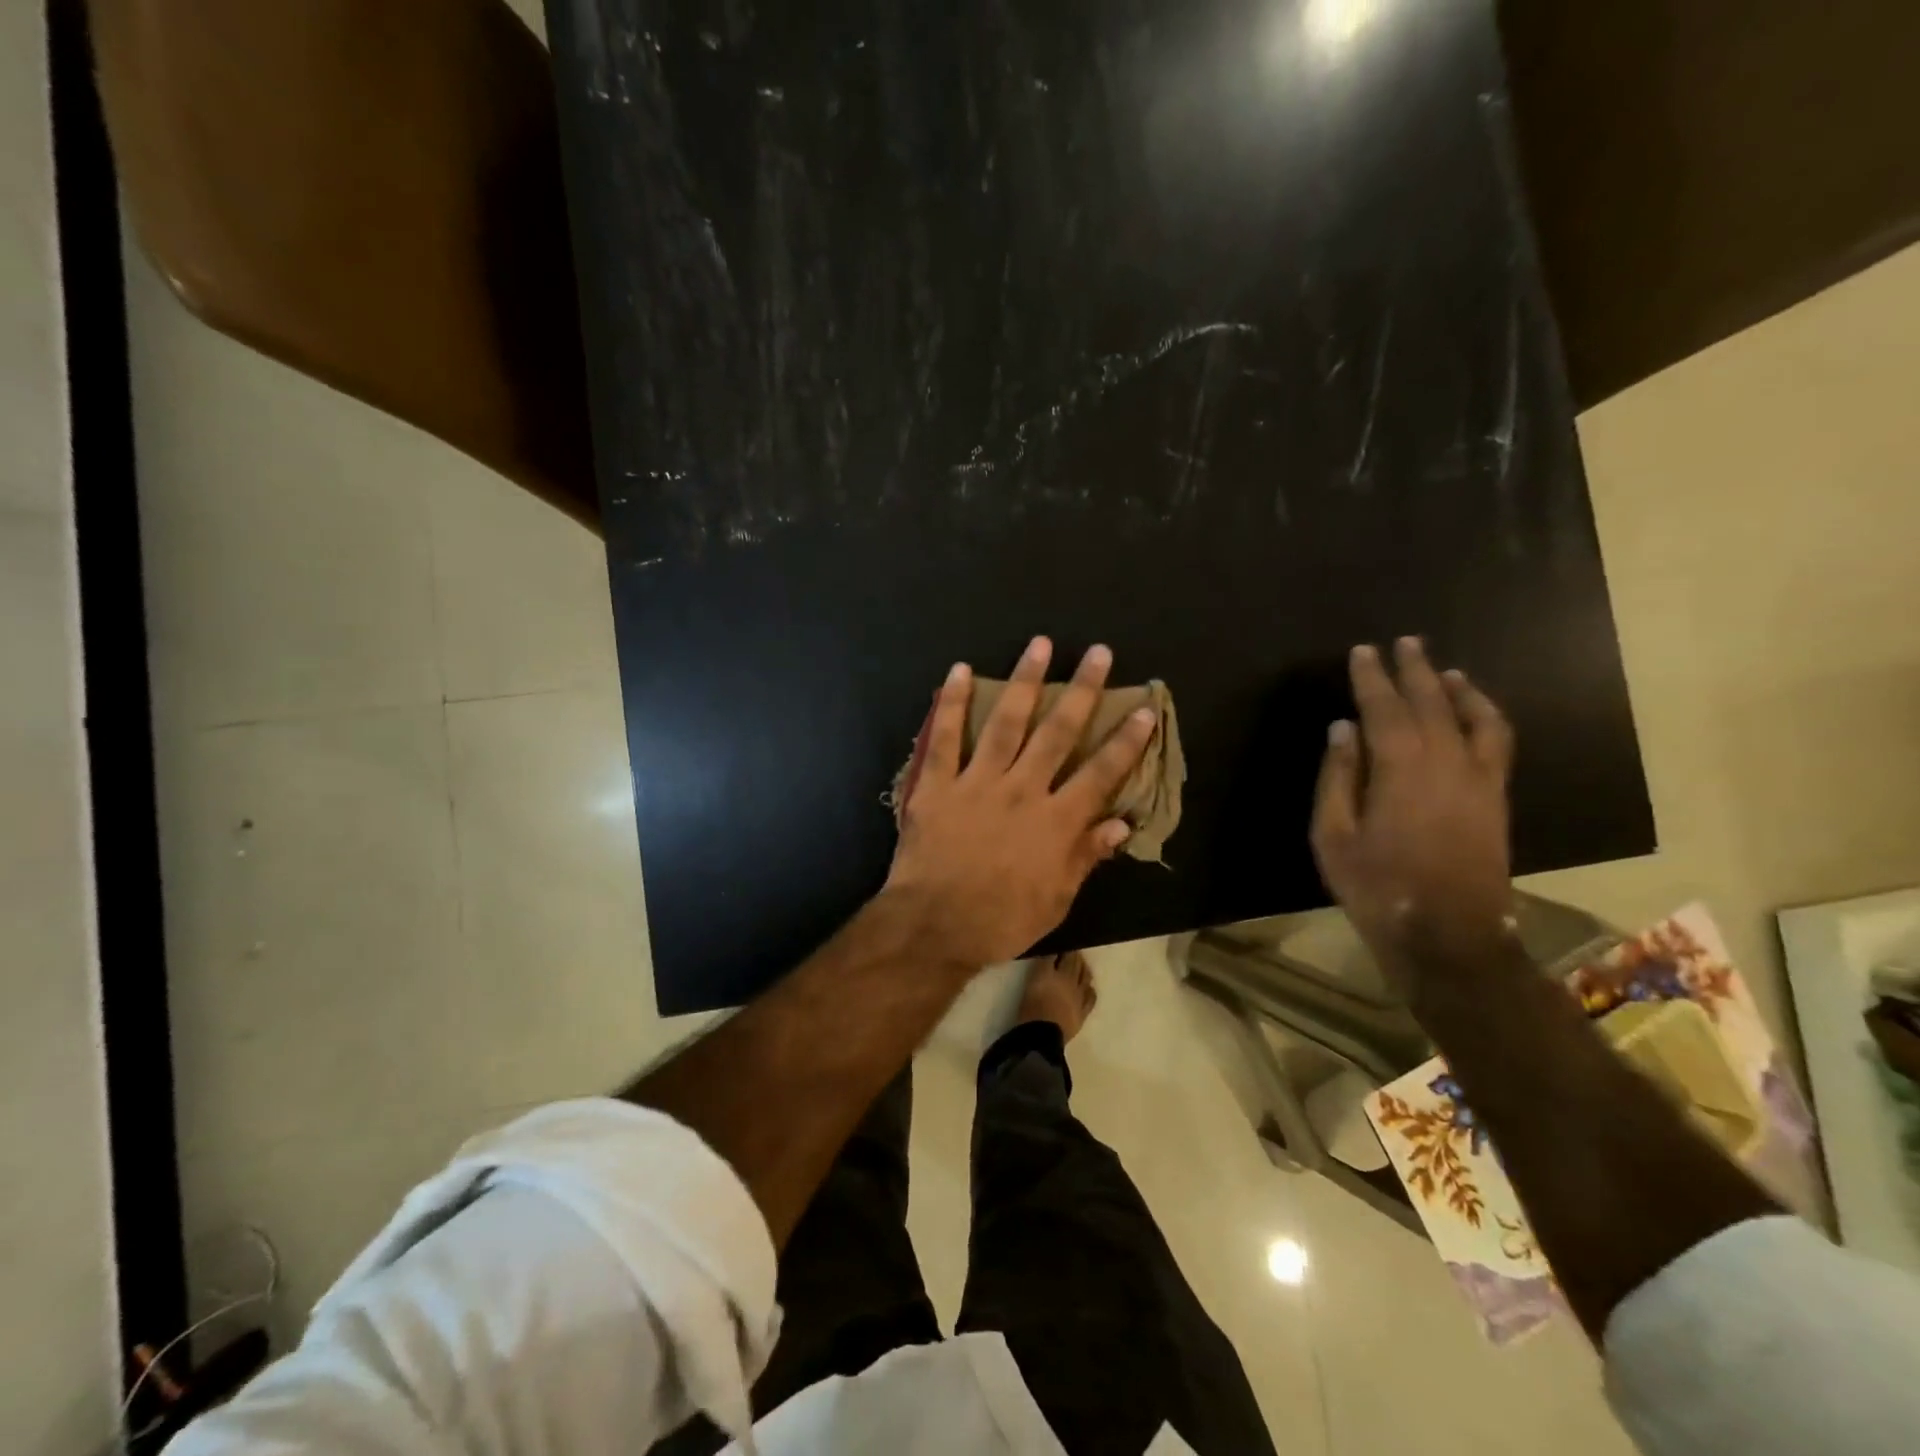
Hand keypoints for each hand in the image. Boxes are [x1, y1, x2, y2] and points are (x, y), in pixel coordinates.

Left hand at [883, 636, 1156, 966]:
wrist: (934, 926)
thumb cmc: (1000, 920)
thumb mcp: (1056, 898)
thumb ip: (1086, 856)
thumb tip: (1121, 823)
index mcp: (1056, 821)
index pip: (1101, 773)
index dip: (1126, 741)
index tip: (1144, 709)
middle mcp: (1022, 790)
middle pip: (1058, 733)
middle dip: (1082, 692)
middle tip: (1098, 653)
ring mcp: (977, 782)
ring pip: (1006, 722)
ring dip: (1025, 681)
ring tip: (1040, 645)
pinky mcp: (937, 784)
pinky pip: (944, 737)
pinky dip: (950, 703)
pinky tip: (960, 671)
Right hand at [1310, 638, 1516, 995]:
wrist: (1448, 934)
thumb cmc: (1376, 885)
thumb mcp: (1334, 835)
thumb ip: (1338, 777)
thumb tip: (1342, 729)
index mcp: (1399, 768)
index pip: (1384, 708)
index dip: (1372, 677)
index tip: (1362, 651)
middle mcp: (1445, 762)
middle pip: (1431, 702)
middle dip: (1414, 670)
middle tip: (1404, 642)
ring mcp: (1478, 779)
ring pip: (1472, 718)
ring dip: (1457, 688)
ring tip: (1443, 669)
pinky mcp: (1496, 798)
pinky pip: (1497, 743)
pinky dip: (1485, 717)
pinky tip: (1475, 714)